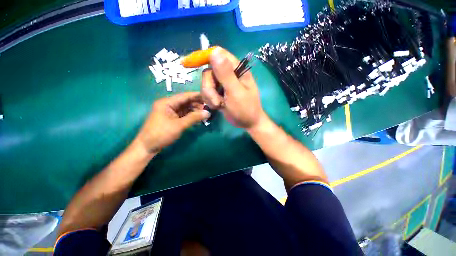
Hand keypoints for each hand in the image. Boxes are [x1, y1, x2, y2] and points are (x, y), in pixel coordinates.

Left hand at [135, 92, 209, 153]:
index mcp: (167, 102)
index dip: (197, 96)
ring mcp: (170, 112)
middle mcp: (169, 105)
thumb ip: (194, 118)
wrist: (148, 146)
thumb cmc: (161, 134)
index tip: (208, 96)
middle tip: (209, 106)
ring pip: (185, 108)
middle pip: (186, 102)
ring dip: (195, 110)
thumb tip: (208, 113)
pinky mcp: (172, 118)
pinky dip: (191, 116)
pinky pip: (184, 114)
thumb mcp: (179, 125)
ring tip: (206, 112)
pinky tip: (199, 117)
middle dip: (197, 104)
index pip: (185, 96)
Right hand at [201, 47, 265, 128]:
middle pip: (208, 72)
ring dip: (210, 96)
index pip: (218, 54)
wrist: (247, 123)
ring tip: (219, 105)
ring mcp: (223, 84)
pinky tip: (218, 107)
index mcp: (237, 69)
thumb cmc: (245, 109)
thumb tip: (214, 51)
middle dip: (209, 88)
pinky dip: (210, 100)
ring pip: (207, 84)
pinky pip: (208, 92)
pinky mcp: (219, 93)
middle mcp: (229, 74)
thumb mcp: (236, 92)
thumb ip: (225, 74)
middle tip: (217, 101)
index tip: (188, 64)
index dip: (203, 56)